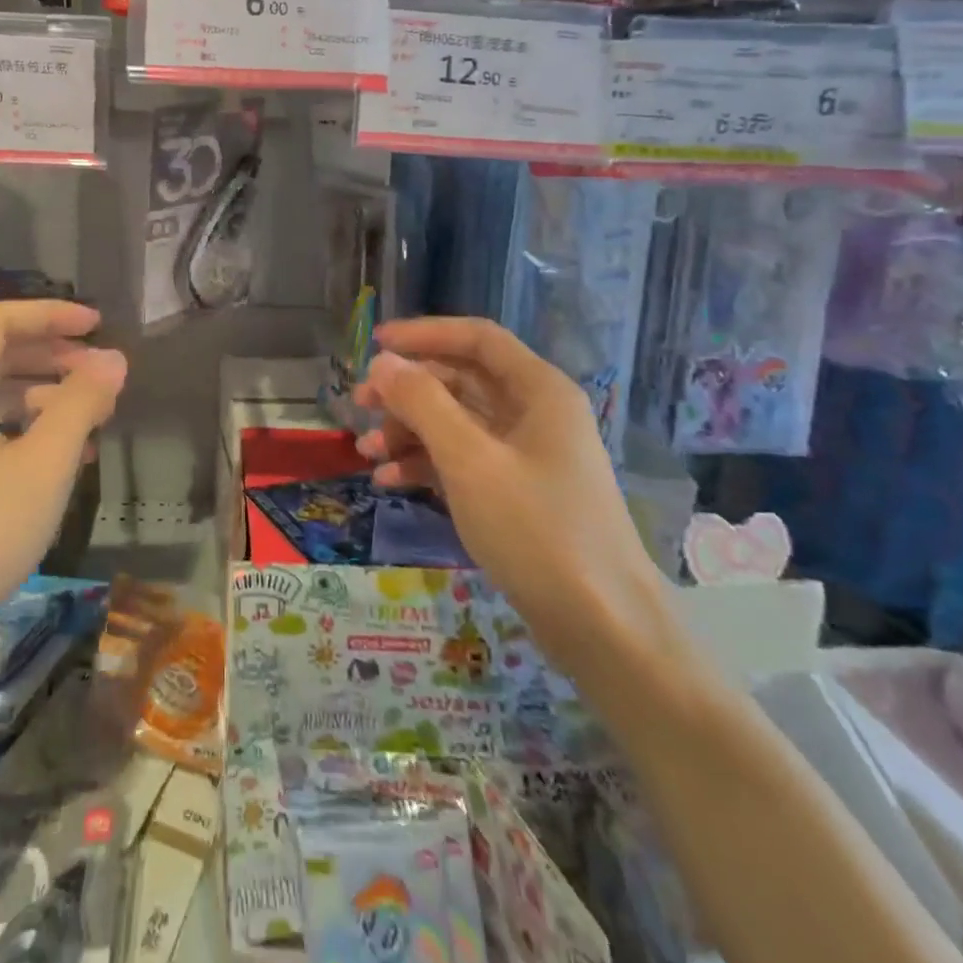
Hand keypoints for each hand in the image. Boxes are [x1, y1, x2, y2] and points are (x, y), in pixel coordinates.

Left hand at [0, 300, 126, 644]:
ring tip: (96, 418)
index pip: (0, 321)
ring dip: (49, 395)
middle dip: (56, 355)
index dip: (51, 314)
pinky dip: (31, 430)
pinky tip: (66, 458)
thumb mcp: (44, 464)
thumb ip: (81, 404)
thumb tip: (114, 359)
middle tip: (104, 374)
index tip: (98, 326)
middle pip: (0, 355)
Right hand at [353, 318, 666, 671]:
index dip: (424, 334)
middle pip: (461, 381)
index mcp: (538, 390)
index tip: (374, 343)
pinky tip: (389, 483)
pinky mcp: (517, 493)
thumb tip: (383, 362)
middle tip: (359, 405)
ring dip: (409, 431)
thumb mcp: (470, 461)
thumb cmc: (537, 530)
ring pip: (457, 423)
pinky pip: (463, 462)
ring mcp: (527, 456)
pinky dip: (426, 465)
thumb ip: (423, 404)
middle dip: (407, 391)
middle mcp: (535, 413)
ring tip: (367, 453)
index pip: (476, 339)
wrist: (602, 628)